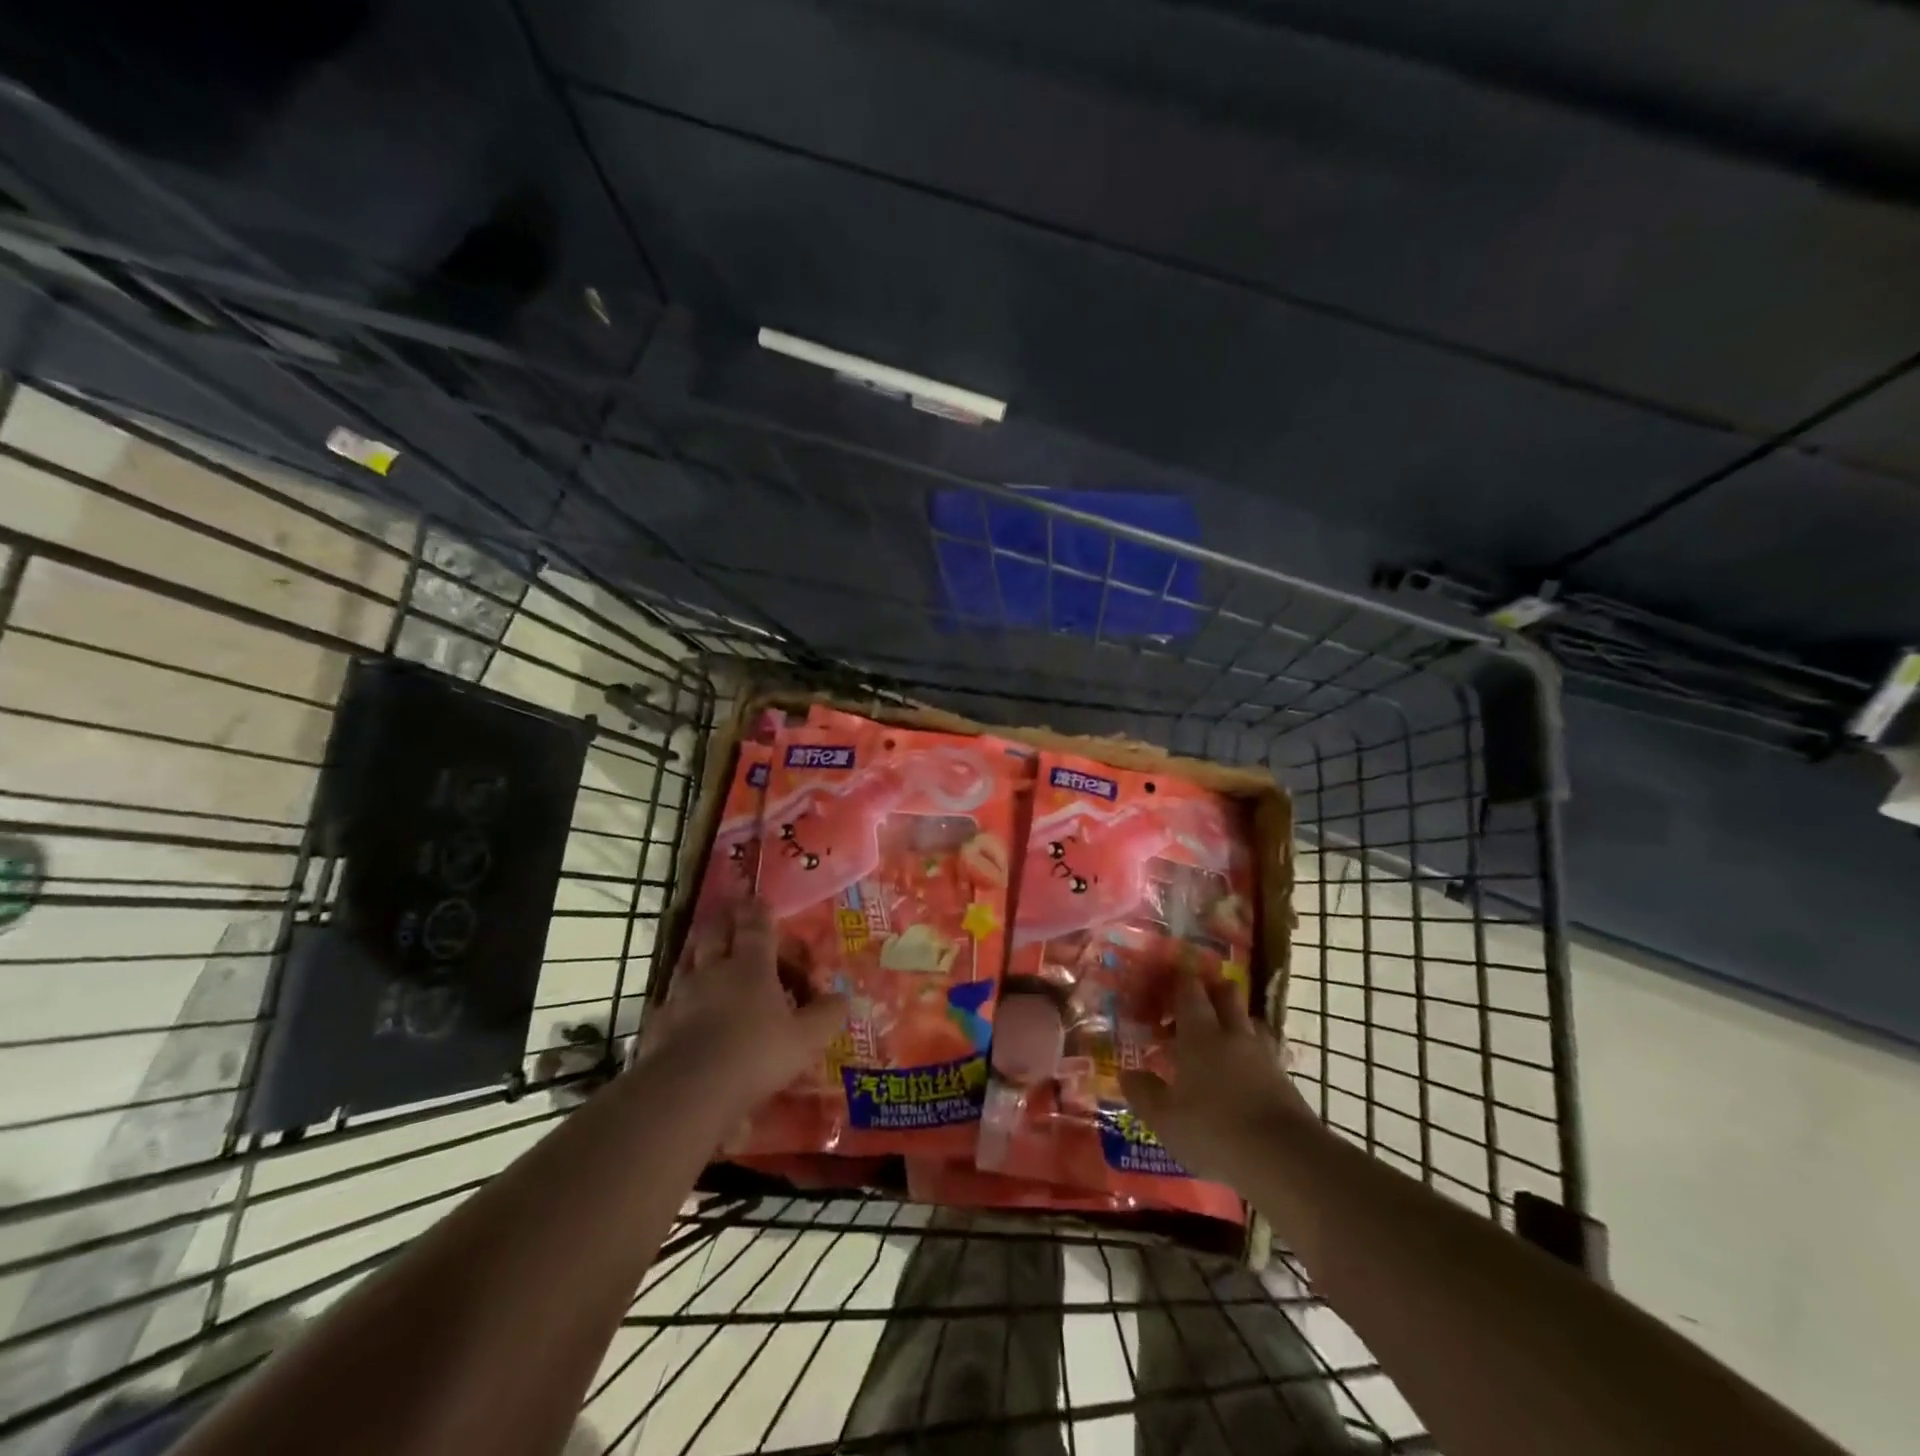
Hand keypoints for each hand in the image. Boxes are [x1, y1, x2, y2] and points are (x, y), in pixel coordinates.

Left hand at [641, 899, 848, 1112]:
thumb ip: (826, 1015)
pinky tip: (679, 1007)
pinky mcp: (657, 1025)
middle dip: (724, 920)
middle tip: (730, 912)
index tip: (758, 899)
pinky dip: (676, 998)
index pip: (755, 926)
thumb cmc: (756, 1055)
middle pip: (715, 933)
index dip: (758, 911)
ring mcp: (680, 996)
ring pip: (686, 961)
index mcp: (751, 966)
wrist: (689, 1091)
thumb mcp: (805, 1039)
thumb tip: (842, 998)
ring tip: (702, 949)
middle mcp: (713, 971)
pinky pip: (668, 1001)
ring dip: (696, 951)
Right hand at [1119, 971, 1313, 1183]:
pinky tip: (1243, 1074)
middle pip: (1226, 994)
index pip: (1189, 989)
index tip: (1163, 986)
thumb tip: (1128, 1074)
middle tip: (1192, 1007)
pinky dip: (1252, 1055)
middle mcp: (1233, 1034)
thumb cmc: (1214, 1130)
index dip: (1177, 981)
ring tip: (1219, 1041)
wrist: (1285, 1160)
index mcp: (1200, 1034)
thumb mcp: (1165, 1118)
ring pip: (1249, 1021)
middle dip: (1211, 991)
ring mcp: (1263, 1054)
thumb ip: (1144, 1092)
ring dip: (1234, 1022)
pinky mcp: (1285, 1079)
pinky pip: (1265, 1052)